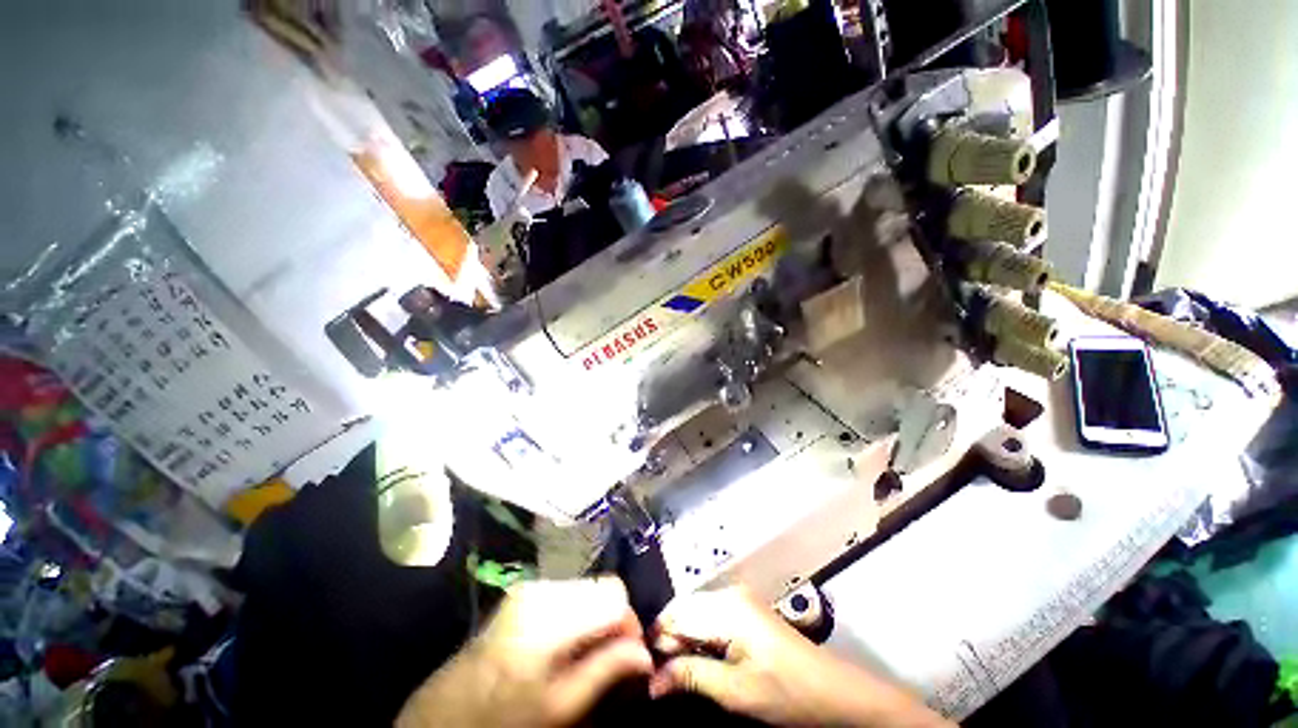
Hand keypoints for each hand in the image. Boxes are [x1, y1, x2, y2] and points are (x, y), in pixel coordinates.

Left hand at [398, 578, 652, 727]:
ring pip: (585, 588)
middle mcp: (541, 587)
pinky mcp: (522, 592)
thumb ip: (606, 672)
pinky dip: (576, 614)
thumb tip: (645, 654)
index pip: (613, 593)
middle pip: (601, 586)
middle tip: (611, 657)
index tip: (630, 653)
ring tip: (587, 654)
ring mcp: (529, 586)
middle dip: (612, 620)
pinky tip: (565, 645)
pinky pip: (566, 593)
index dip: (629, 622)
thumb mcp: (560, 707)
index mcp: (550, 613)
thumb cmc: (503, 719)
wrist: (444, 716)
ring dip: (594, 617)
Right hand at [649, 587, 952, 727]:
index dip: (656, 642)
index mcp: (726, 606)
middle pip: (683, 610)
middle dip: (668, 641)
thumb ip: (692, 677)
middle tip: (661, 678)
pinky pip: (709, 616)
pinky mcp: (745, 610)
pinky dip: (698, 637)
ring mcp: (738, 599)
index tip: (646, 674)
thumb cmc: (786, 692)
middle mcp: (728, 593)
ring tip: (678, 673)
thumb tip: (652, 680)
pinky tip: (700, 661)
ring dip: (682, 641)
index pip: (675, 615)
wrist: (833, 692)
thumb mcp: (736, 692)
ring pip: (694, 613)